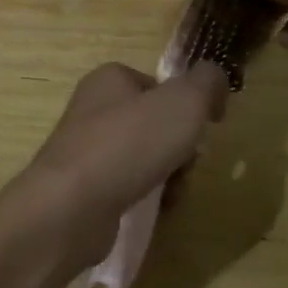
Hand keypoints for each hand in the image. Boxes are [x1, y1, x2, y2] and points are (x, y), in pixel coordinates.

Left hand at [16, 61, 229, 271]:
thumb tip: (216, 81)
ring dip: (170, 174)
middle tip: (189, 162)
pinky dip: (148, 197)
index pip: (160, 85)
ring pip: (146, 156)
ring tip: (174, 190)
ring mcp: (86, 149)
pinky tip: (157, 209)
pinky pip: (128, 185)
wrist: (71, 207)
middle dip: (181, 145)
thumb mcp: (184, 101)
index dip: (189, 105)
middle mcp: (94, 108)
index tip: (205, 127)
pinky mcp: (84, 187)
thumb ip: (208, 82)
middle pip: (156, 123)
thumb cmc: (129, 143)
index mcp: (110, 78)